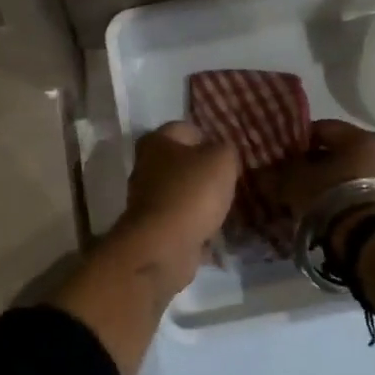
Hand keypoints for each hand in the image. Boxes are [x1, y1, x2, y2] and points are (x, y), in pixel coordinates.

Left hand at [111, 121, 239, 295]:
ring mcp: (147, 198)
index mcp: (156, 141)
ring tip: (225, 207)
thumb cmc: (192, 192)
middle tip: (228, 181)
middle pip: (181, 162)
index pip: (185, 129)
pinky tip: (214, 231)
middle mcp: (146, 166)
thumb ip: (224, 150)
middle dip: (203, 171)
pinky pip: (180, 220)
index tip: (228, 154)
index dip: (208, 137)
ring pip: (181, 192)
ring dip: (200, 199)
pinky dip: (195, 225)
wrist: (164, 245)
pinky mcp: (152, 227)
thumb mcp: (221, 160)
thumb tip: (220, 155)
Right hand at [254, 120, 374, 257]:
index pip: (321, 128)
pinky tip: (321, 211)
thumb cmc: (330, 196)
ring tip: (304, 199)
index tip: (281, 155)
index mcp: (359, 137)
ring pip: (346, 174)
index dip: (297, 140)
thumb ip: (278, 172)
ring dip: (325, 183)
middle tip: (290, 178)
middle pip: (336, 152)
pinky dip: (339, 198)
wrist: (367, 240)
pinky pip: (356, 193)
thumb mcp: (295, 181)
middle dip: (312, 164)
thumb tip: (263, 171)